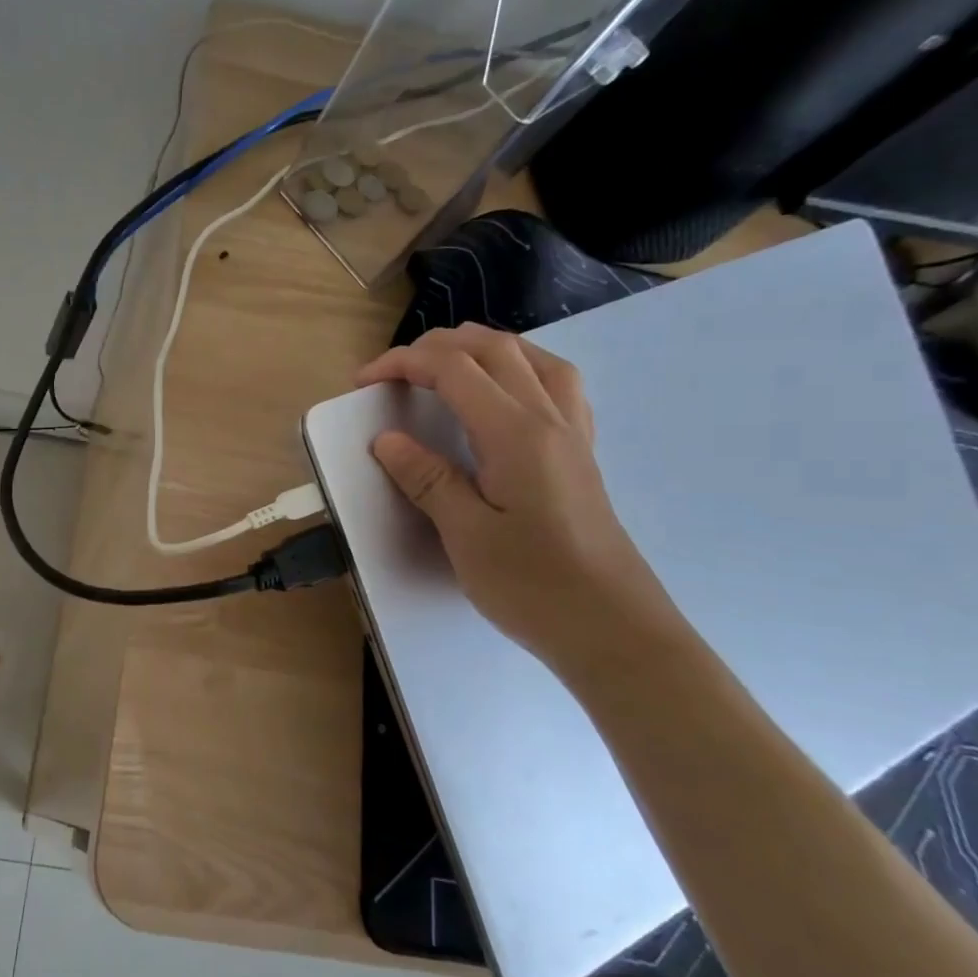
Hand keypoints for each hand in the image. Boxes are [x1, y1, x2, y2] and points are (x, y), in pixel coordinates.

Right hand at [355, 324, 683, 671]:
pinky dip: (518, 368)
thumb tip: (388, 440)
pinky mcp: (579, 455)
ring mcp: (572, 435)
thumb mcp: (466, 535)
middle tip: (393, 372)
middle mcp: (550, 419)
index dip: (402, 363)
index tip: (363, 382)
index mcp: (516, 433)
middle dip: (436, 346)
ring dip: (480, 348)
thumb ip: (427, 479)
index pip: (454, 369)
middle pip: (493, 349)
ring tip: (443, 367)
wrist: (614, 630)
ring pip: (530, 357)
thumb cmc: (534, 586)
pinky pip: (554, 384)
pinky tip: (503, 393)